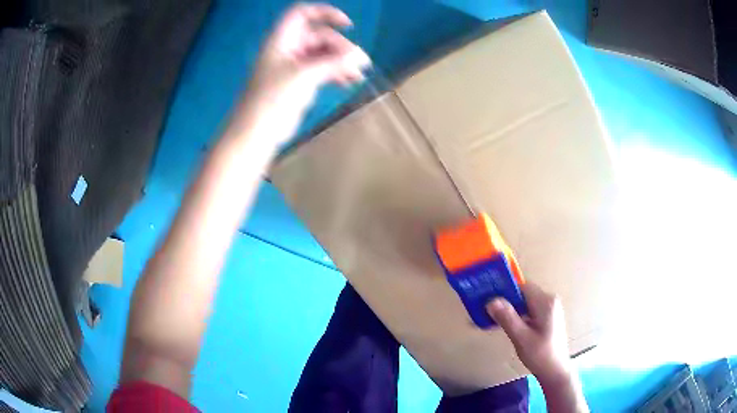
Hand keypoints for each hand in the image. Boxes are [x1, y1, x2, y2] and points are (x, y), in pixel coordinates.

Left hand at [240, 3, 370, 142]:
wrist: (255, 132)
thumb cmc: (272, 99)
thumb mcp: (304, 75)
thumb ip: (333, 62)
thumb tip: (359, 56)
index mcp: (282, 40)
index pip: (302, 13)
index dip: (325, 13)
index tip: (348, 25)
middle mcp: (288, 49)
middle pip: (320, 36)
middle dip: (341, 47)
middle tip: (360, 63)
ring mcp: (294, 66)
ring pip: (323, 54)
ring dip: (342, 61)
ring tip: (359, 75)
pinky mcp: (299, 82)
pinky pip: (322, 70)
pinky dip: (336, 73)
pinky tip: (349, 82)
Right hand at [486, 283, 572, 386]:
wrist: (555, 371)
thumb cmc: (540, 355)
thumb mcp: (521, 338)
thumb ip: (507, 318)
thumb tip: (491, 301)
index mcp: (546, 302)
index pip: (522, 287)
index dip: (504, 292)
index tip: (488, 302)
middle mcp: (550, 300)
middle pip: (523, 294)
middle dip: (506, 303)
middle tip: (488, 314)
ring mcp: (550, 308)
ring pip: (525, 303)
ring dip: (510, 311)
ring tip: (494, 322)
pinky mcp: (548, 317)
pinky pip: (529, 310)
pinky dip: (518, 316)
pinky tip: (507, 327)